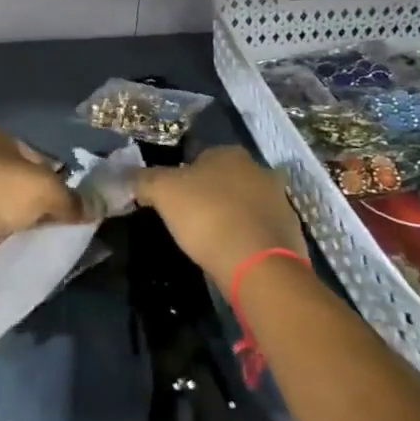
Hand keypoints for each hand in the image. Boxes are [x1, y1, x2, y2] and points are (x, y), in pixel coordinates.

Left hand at [0, 126, 79, 252]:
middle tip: (45, 222)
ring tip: (20, 235)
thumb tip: (98, 206)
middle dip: (28, 197)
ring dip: (5, 213)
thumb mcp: (46, 192)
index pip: (36, 155)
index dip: (54, 178)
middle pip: (13, 175)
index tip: (63, 204)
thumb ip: (73, 199)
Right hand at [135, 145, 307, 285]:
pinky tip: (231, 255)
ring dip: (230, 217)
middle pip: (226, 180)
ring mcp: (281, 203)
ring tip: (210, 241)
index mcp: (230, 154)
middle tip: (189, 218)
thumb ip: (143, 179)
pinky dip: (246, 240)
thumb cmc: (207, 216)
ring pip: (245, 205)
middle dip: (210, 195)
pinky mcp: (291, 235)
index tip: (173, 199)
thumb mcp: (162, 192)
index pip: (201, 157)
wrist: (258, 266)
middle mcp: (260, 171)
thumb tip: (128, 175)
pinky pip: (260, 231)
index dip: (184, 176)